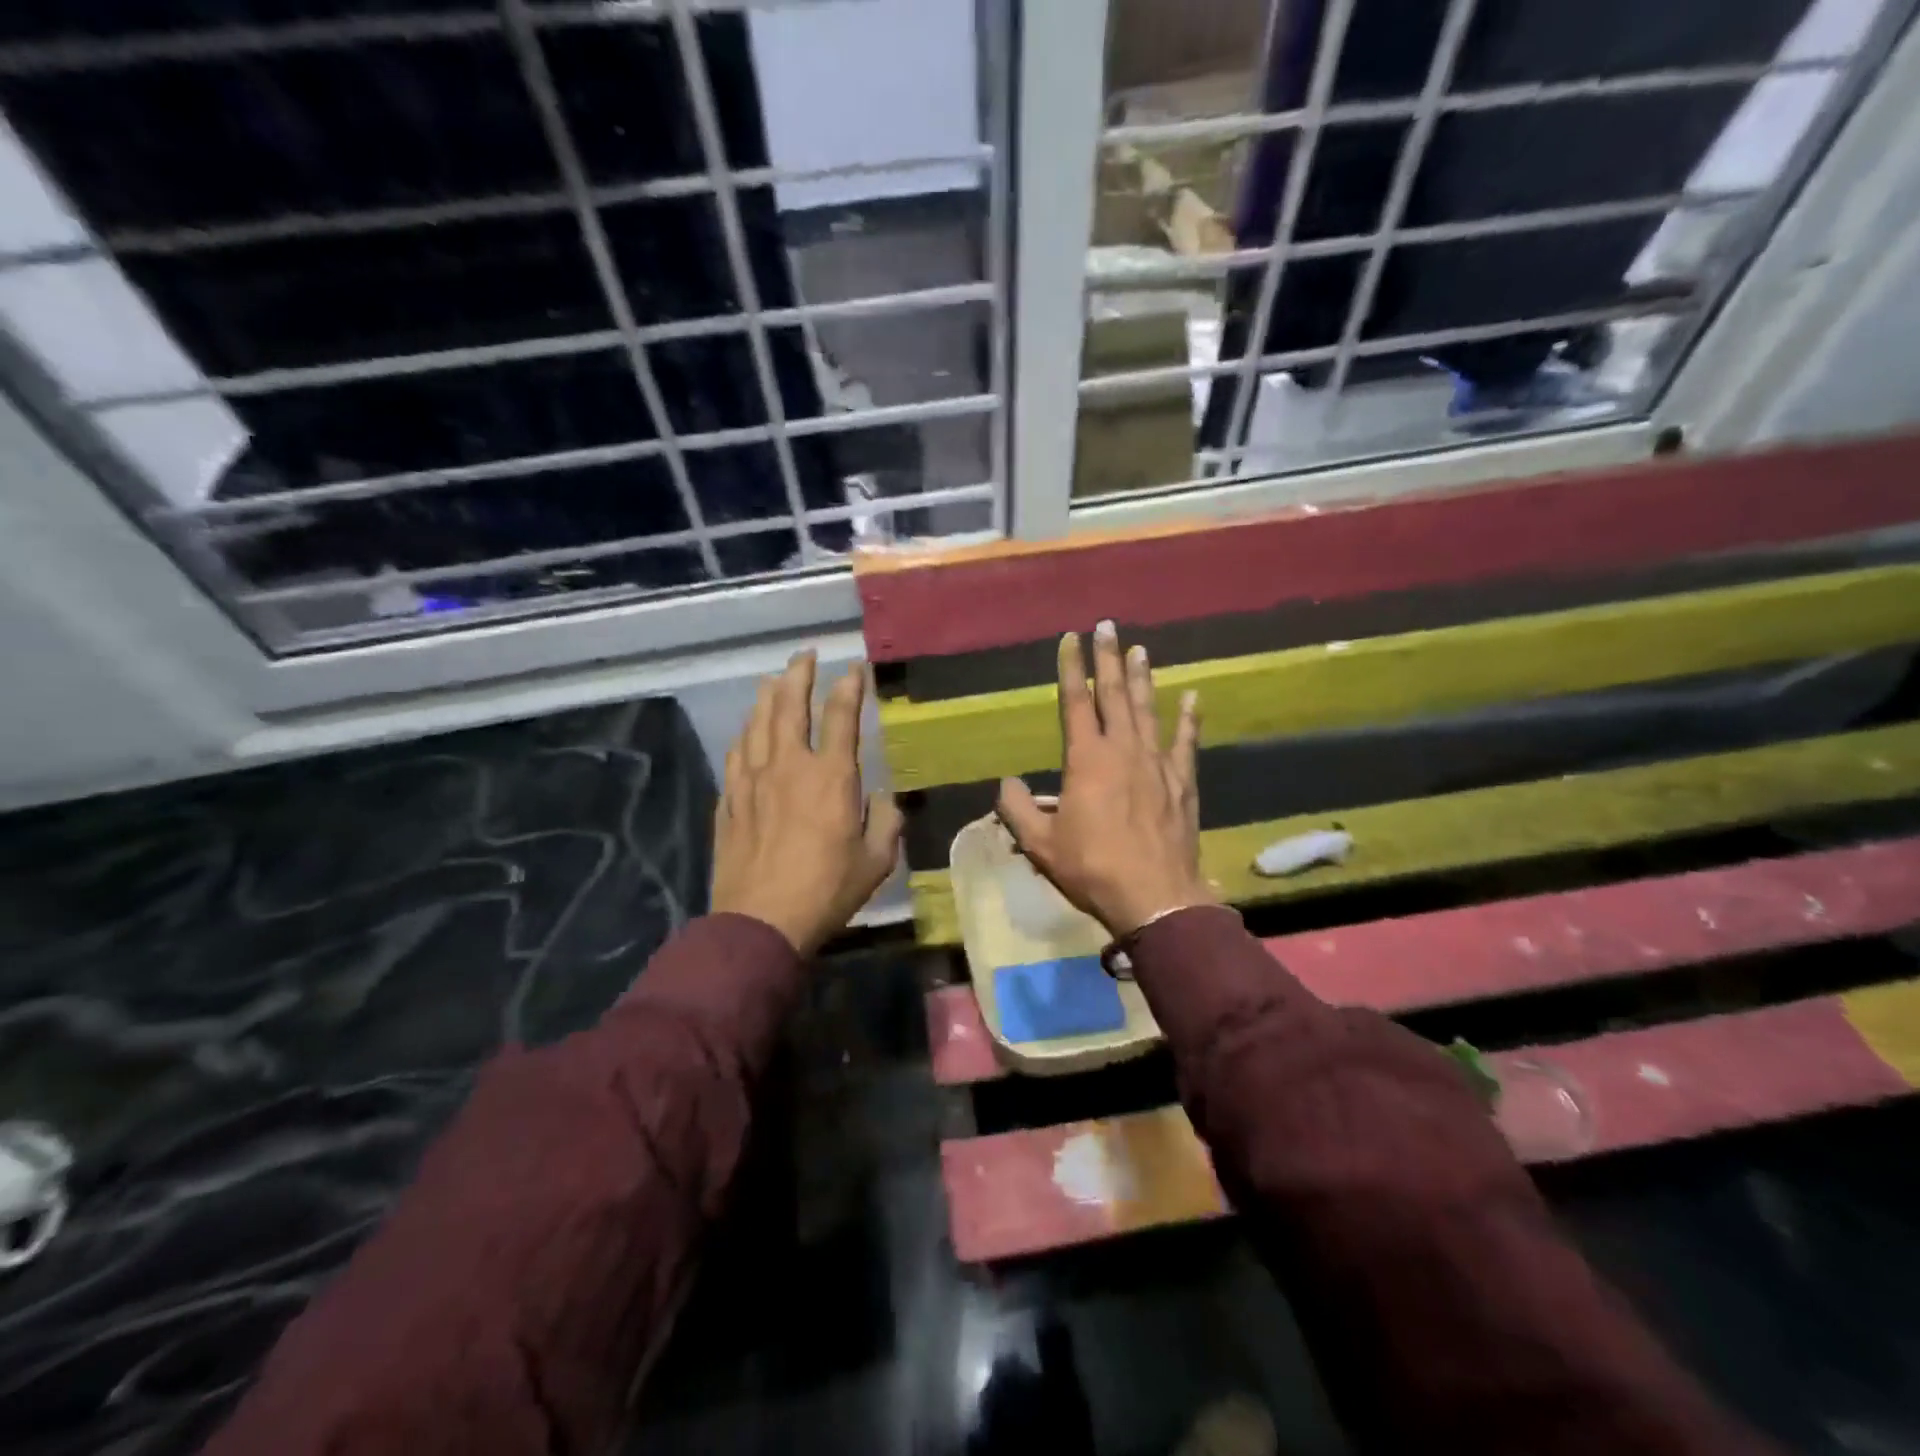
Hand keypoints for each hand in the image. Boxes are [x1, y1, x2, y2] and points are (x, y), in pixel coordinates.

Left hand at [711, 650, 903, 956]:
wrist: (761, 922)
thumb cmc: (826, 891)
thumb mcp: (876, 861)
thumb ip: (885, 822)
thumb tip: (881, 799)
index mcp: (830, 777)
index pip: (840, 717)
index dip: (848, 688)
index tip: (854, 670)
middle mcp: (788, 766)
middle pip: (789, 706)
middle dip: (799, 675)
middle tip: (805, 655)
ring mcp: (752, 781)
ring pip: (757, 724)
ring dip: (768, 696)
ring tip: (774, 680)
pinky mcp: (730, 800)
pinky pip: (737, 753)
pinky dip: (745, 733)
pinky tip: (748, 729)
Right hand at [996, 621, 1211, 937]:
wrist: (1155, 896)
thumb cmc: (1093, 868)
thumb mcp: (1041, 844)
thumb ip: (1017, 810)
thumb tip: (1005, 784)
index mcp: (1087, 760)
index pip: (1076, 702)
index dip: (1071, 668)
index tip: (1071, 638)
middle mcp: (1123, 750)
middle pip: (1114, 695)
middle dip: (1107, 659)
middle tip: (1107, 626)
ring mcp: (1157, 763)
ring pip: (1148, 710)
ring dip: (1142, 678)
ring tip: (1140, 649)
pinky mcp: (1182, 782)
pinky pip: (1186, 742)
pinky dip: (1189, 718)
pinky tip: (1193, 697)